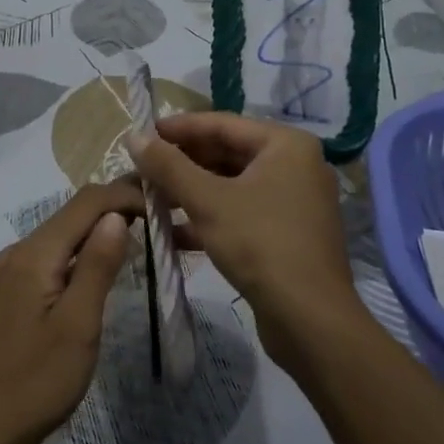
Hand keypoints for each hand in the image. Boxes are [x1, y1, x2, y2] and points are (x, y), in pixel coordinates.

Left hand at [0, 180, 139, 443]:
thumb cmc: (37, 381)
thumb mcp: (78, 324)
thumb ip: (98, 265)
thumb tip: (117, 214)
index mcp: (35, 253)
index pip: (86, 202)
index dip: (125, 195)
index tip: (163, 205)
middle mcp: (20, 251)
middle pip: (73, 212)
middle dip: (116, 206)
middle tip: (160, 214)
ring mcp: (13, 270)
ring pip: (64, 232)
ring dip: (100, 227)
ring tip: (142, 233)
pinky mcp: (14, 290)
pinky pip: (54, 254)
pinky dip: (83, 250)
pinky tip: (103, 264)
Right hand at [128, 112, 361, 366]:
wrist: (310, 320)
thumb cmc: (259, 244)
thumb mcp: (207, 201)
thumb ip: (168, 165)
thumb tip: (133, 136)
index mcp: (285, 144)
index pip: (222, 123)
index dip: (179, 128)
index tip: (142, 134)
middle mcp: (295, 165)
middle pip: (228, 153)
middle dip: (183, 164)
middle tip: (143, 169)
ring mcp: (294, 201)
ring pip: (232, 185)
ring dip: (192, 192)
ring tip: (151, 199)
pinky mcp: (288, 233)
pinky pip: (242, 211)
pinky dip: (210, 217)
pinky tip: (174, 232)